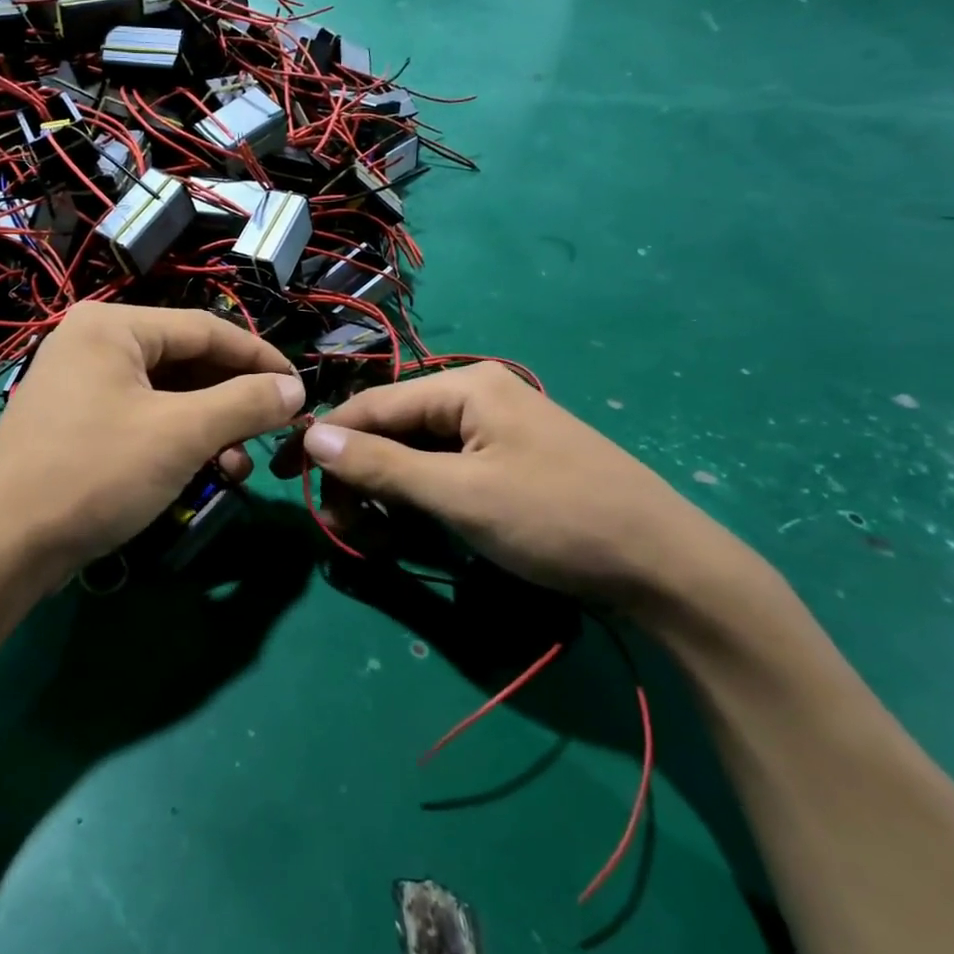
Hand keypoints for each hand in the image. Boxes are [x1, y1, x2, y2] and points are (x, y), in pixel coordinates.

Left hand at [0, 303, 304, 583]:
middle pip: (185, 360)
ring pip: (166, 394)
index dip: (260, 358)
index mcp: (112, 325)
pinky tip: (204, 471)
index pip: (206, 328)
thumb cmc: (95, 474)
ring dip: (210, 426)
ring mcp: (80, 384)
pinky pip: (142, 418)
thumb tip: (295, 389)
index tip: (301, 389)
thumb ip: (245, 403)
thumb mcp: (181, 434)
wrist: (2, 548)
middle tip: (272, 430)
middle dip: (232, 399)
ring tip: (238, 464)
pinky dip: (177, 441)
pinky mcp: (76, 424)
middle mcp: (93, 343)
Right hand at [301, 365, 738, 610]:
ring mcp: (497, 431)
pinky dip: (420, 500)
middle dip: (359, 477)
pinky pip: (446, 472)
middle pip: (392, 430)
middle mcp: (477, 396)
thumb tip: (309, 435)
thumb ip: (381, 465)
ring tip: (377, 541)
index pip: (372, 406)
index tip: (285, 476)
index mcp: (465, 387)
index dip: (323, 439)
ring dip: (388, 494)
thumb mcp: (459, 495)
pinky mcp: (510, 463)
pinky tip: (412, 530)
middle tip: (343, 530)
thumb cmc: (557, 519)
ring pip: (417, 455)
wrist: (668, 567)